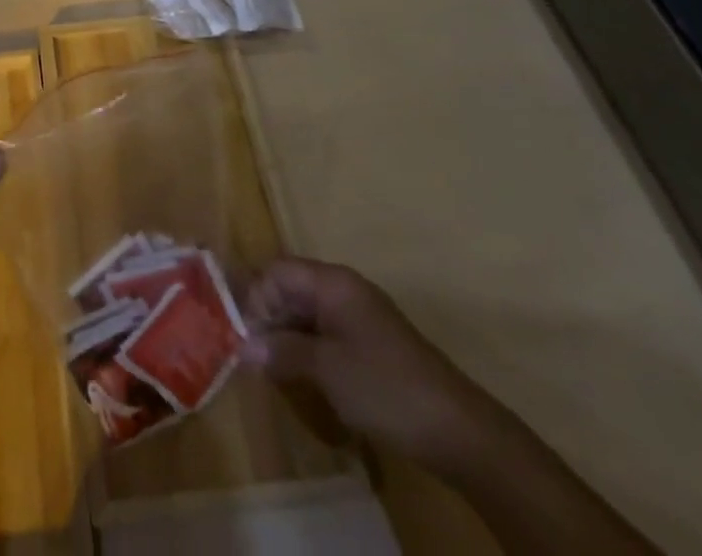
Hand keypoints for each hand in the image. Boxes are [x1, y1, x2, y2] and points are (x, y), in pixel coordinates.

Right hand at [243, 258, 496, 470]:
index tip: (244, 337)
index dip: (256, 298)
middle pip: (290, 288)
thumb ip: (282, 351)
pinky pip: (325, 331)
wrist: (458, 430)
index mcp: (332, 282)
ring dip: (285, 335)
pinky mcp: (369, 343)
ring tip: (271, 368)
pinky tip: (301, 375)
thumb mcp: (326, 369)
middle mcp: (343, 288)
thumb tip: (244, 347)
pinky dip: (307, 347)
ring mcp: (359, 315)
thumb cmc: (385, 387)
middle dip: (267, 317)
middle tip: (251, 354)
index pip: (278, 271)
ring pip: (306, 312)